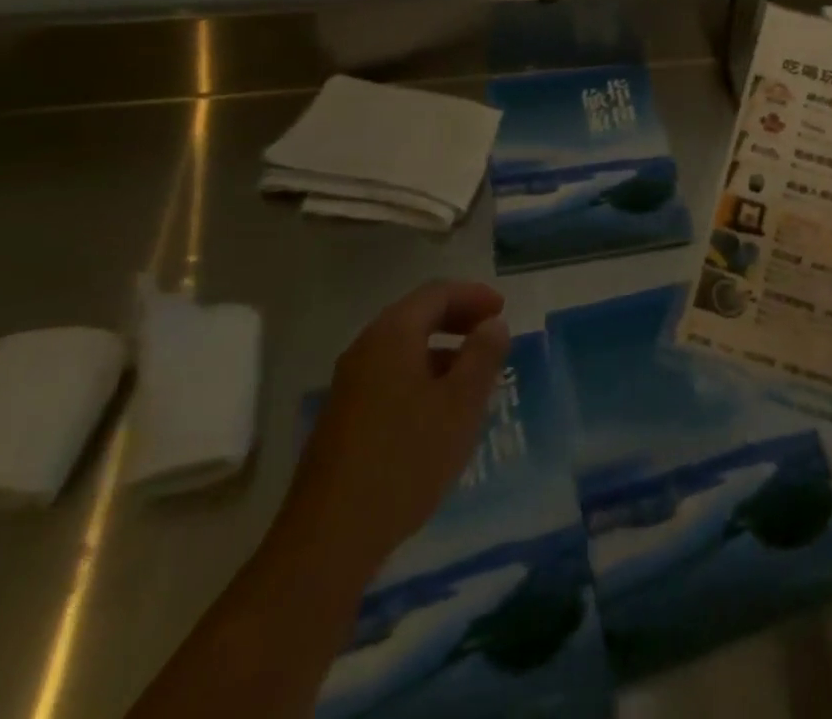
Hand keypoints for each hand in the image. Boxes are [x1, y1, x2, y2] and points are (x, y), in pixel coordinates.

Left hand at [289, 280, 510, 565]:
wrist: (329, 539)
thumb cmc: (406, 459)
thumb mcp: (461, 404)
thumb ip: (482, 356)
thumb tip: (492, 324)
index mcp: (393, 335)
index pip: (437, 294)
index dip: (473, 296)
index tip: (502, 310)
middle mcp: (366, 349)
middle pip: (416, 316)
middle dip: (457, 319)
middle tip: (491, 333)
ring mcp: (349, 385)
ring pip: (402, 348)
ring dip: (440, 350)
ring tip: (473, 375)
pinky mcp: (343, 418)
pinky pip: (390, 376)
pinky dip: (421, 374)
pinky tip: (438, 410)